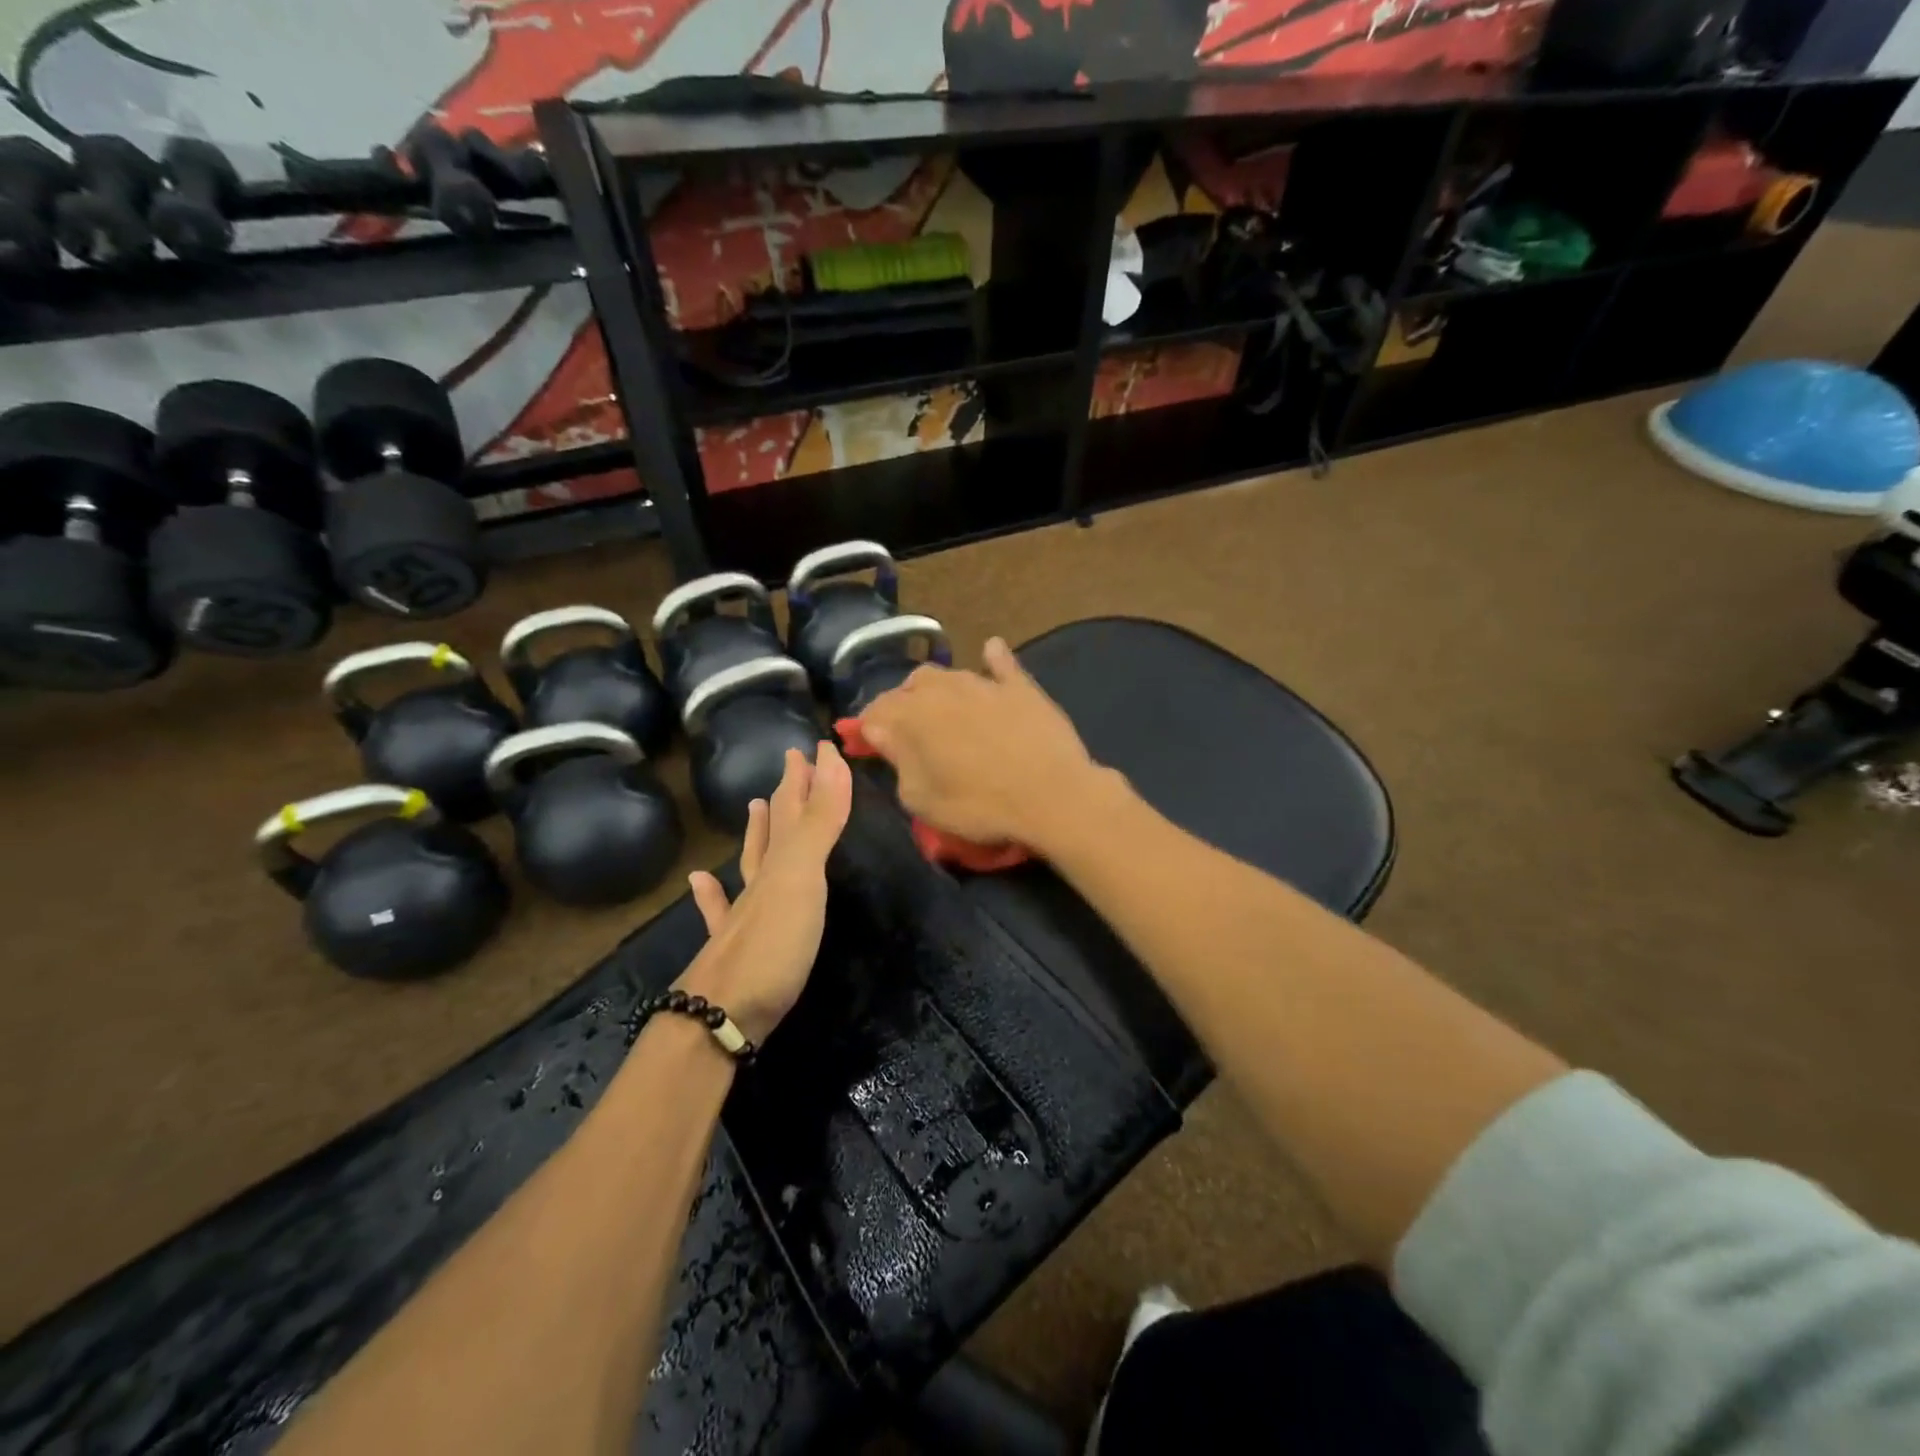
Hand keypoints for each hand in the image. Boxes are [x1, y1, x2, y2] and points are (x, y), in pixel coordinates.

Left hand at [677, 743, 852, 1044]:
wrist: (719, 1017)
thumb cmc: (771, 946)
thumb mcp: (802, 878)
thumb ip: (819, 823)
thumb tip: (830, 759)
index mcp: (780, 863)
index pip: (796, 807)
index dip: (811, 776)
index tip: (819, 746)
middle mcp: (759, 881)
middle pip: (775, 828)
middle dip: (788, 794)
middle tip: (794, 762)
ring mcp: (741, 915)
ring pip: (750, 862)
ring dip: (756, 833)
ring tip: (755, 805)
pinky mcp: (733, 950)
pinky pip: (719, 909)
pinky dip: (712, 892)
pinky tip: (701, 880)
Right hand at [857, 637, 1119, 854]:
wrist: (1051, 796)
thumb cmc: (979, 805)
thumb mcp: (922, 799)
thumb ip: (897, 761)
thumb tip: (880, 731)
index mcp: (913, 715)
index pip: (877, 712)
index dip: (867, 727)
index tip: (867, 743)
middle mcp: (944, 689)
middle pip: (912, 686)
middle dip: (902, 704)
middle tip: (906, 732)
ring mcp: (985, 684)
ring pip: (950, 674)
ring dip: (938, 689)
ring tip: (940, 709)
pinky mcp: (1021, 687)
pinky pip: (1002, 664)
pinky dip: (992, 659)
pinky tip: (990, 651)